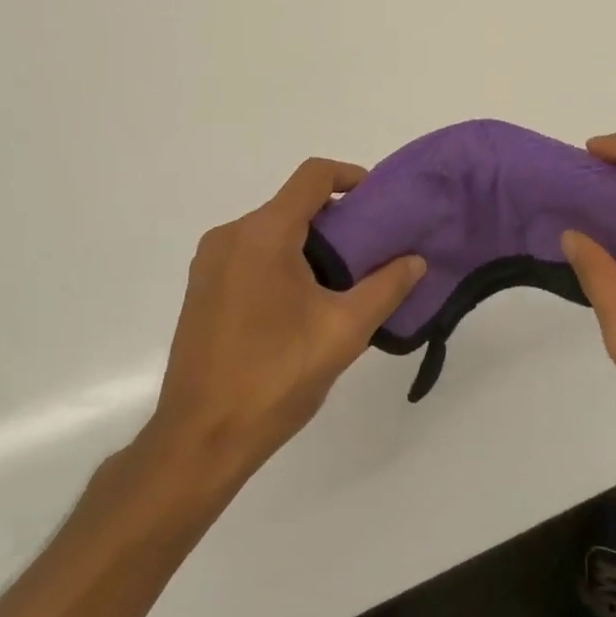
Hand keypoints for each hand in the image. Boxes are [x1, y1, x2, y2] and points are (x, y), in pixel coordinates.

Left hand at [135, 158, 424, 494]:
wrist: (199, 440)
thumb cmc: (275, 378)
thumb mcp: (344, 331)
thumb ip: (386, 288)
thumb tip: (416, 261)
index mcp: (263, 234)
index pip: (313, 176)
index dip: (350, 176)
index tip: (377, 203)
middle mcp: (230, 236)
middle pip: (292, 204)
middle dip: (334, 219)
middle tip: (369, 251)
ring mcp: (209, 263)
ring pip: (271, 230)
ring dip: (308, 242)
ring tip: (341, 281)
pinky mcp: (201, 289)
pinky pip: (250, 253)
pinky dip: (281, 260)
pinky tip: (301, 304)